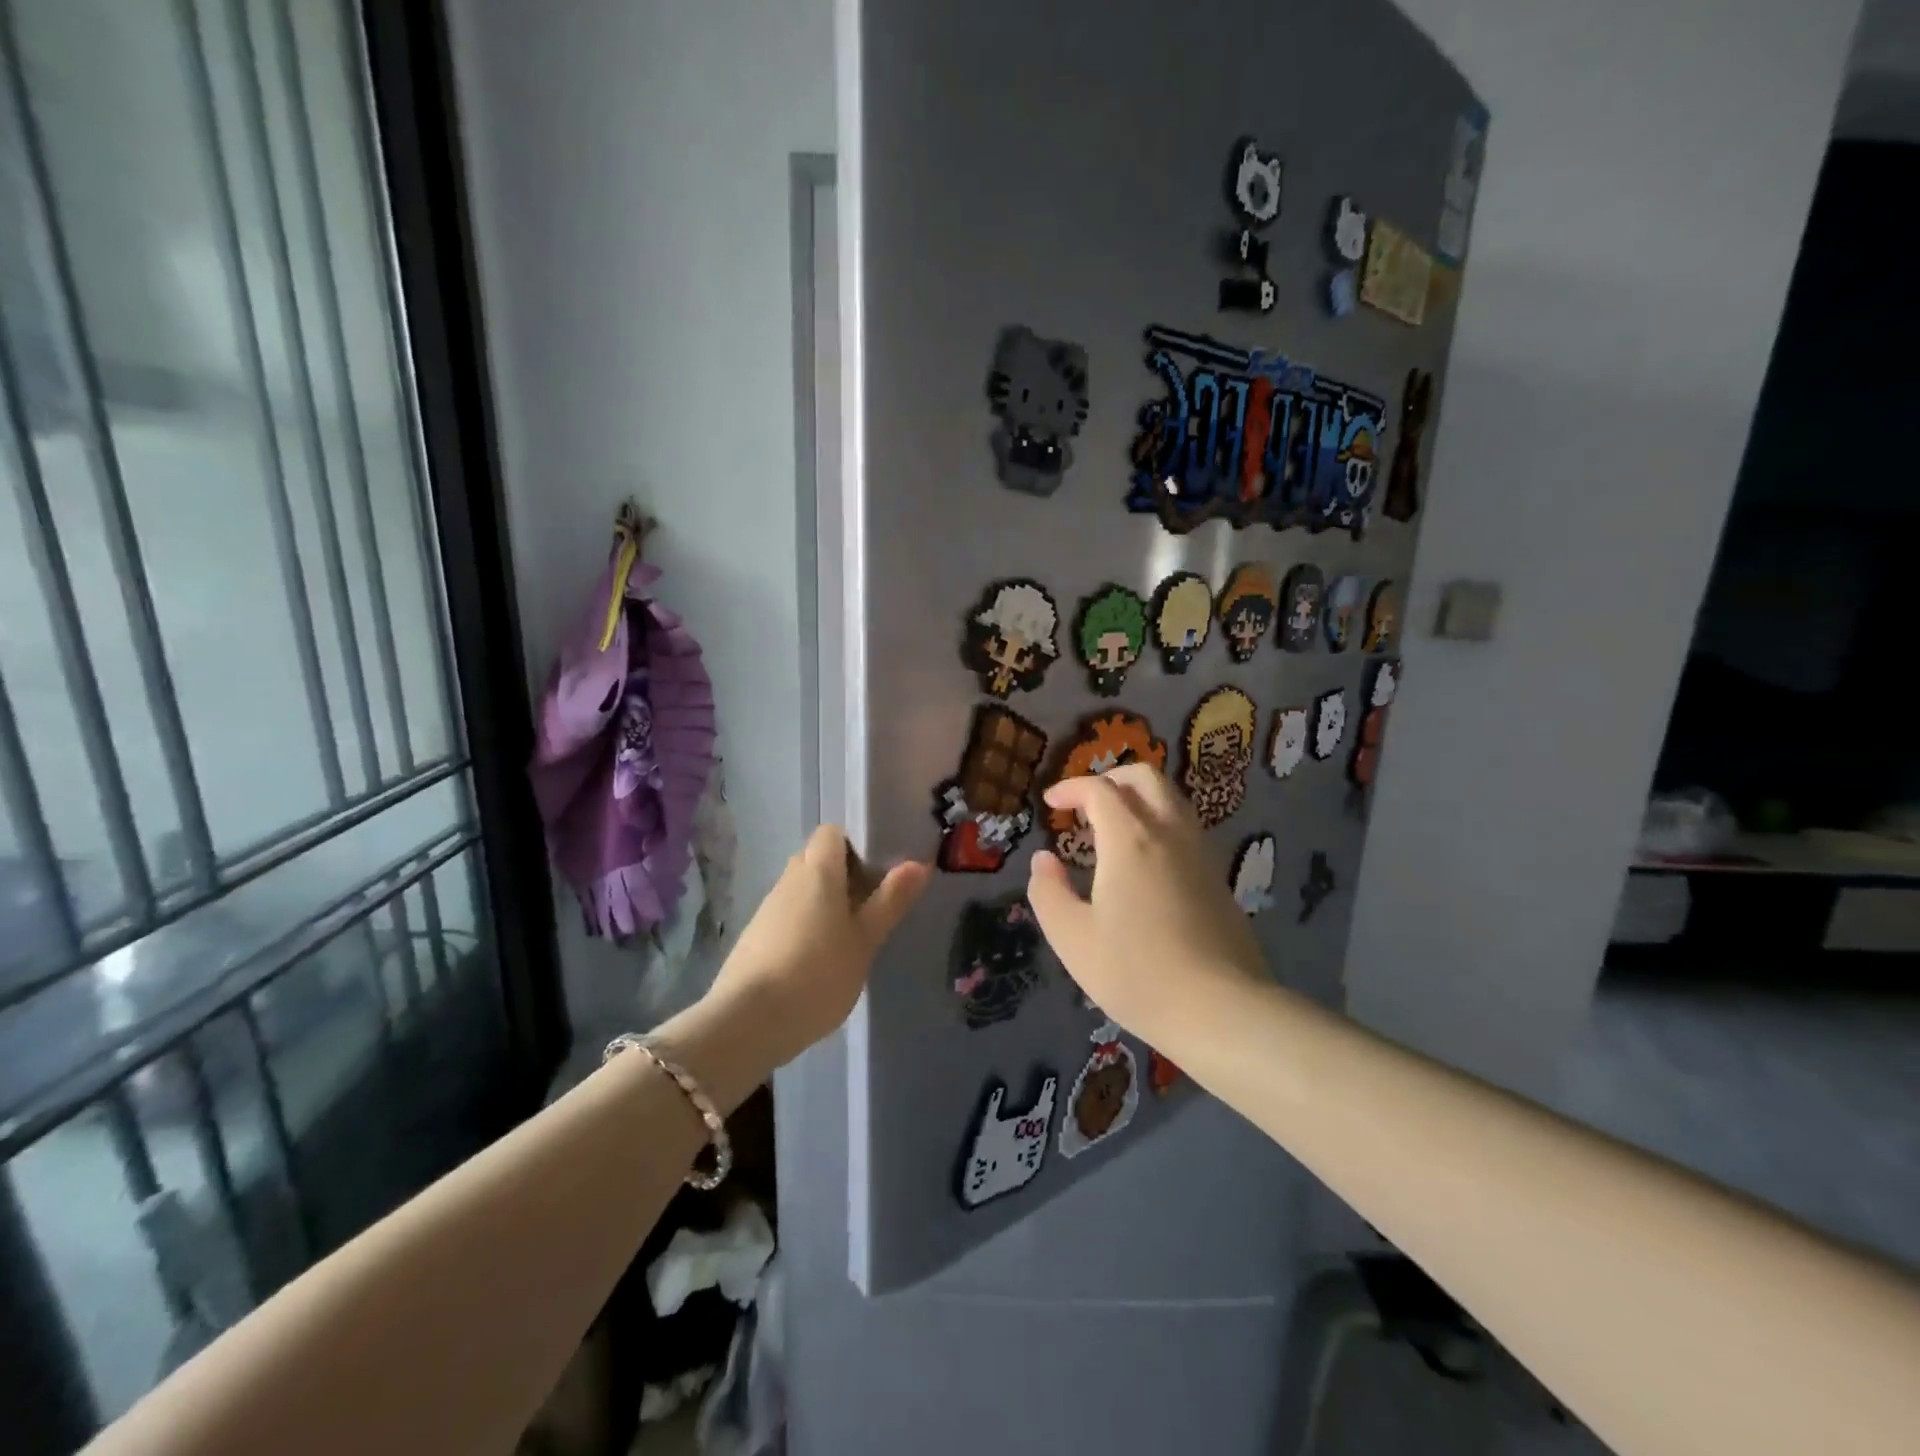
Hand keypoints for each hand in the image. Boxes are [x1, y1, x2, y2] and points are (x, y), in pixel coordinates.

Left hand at [700, 826, 928, 1076]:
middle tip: (873, 904)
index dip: (856, 843)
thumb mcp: (865, 940)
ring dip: (826, 903)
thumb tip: (918, 863)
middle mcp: (789, 879)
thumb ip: (890, 900)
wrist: (747, 1021)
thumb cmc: (818, 973)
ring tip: (851, 937)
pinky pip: (789, 916)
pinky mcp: (755, 936)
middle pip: (817, 859)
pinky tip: (820, 960)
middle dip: (845, 875)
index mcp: (818, 870)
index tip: (879, 869)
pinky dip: (807, 926)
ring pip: (803, 890)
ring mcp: (768, 908)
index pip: (832, 833)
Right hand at [1026, 763, 1267, 1047]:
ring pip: (1171, 799)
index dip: (1071, 788)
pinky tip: (1144, 862)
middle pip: (1145, 777)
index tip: (1051, 803)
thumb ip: (1049, 893)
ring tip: (1112, 831)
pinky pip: (1185, 826)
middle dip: (1110, 779)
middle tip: (1085, 804)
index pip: (1099, 789)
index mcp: (1130, 839)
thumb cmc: (1137, 972)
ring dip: (1138, 798)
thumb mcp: (1073, 939)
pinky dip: (1159, 822)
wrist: (1222, 1009)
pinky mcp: (1218, 877)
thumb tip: (1044, 860)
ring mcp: (1201, 852)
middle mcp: (1170, 832)